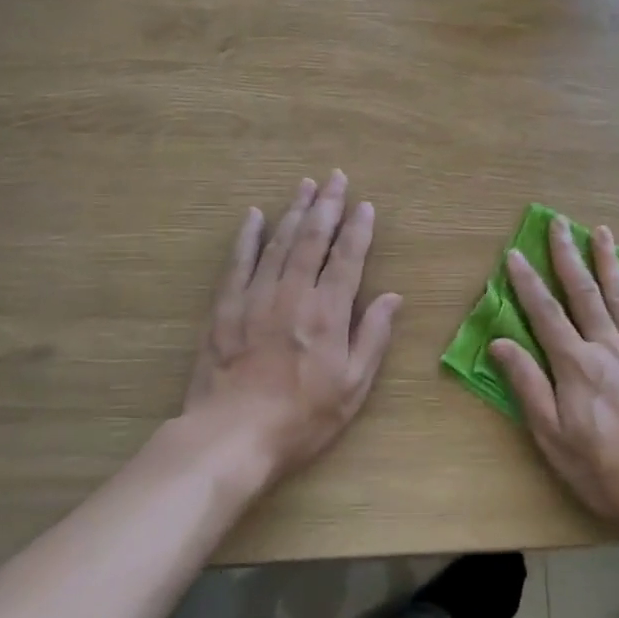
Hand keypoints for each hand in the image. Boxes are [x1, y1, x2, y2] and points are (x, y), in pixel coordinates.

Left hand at [182, 171, 401, 480]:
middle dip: (326, 206)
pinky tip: (254, 216)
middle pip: (312, 240)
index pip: (347, 258)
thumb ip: (372, 337)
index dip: (358, 229)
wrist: (231, 439)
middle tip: (335, 178)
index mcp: (328, 313)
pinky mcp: (224, 308)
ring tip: (305, 186)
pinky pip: (237, 263)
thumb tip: (394, 297)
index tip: (364, 204)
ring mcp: (255, 298)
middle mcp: (293, 294)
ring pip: (278, 243)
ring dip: (294, 212)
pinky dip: (247, 237)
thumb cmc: (301, 419)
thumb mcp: (352, 388)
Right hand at [492, 217, 618, 538]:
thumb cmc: (603, 469)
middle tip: (558, 223)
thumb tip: (500, 342)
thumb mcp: (553, 436)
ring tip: (601, 231)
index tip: (515, 253)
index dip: (527, 282)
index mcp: (575, 364)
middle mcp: (607, 347)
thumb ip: (528, 385)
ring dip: (609, 262)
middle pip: (583, 293)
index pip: (544, 313)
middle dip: (567, 256)